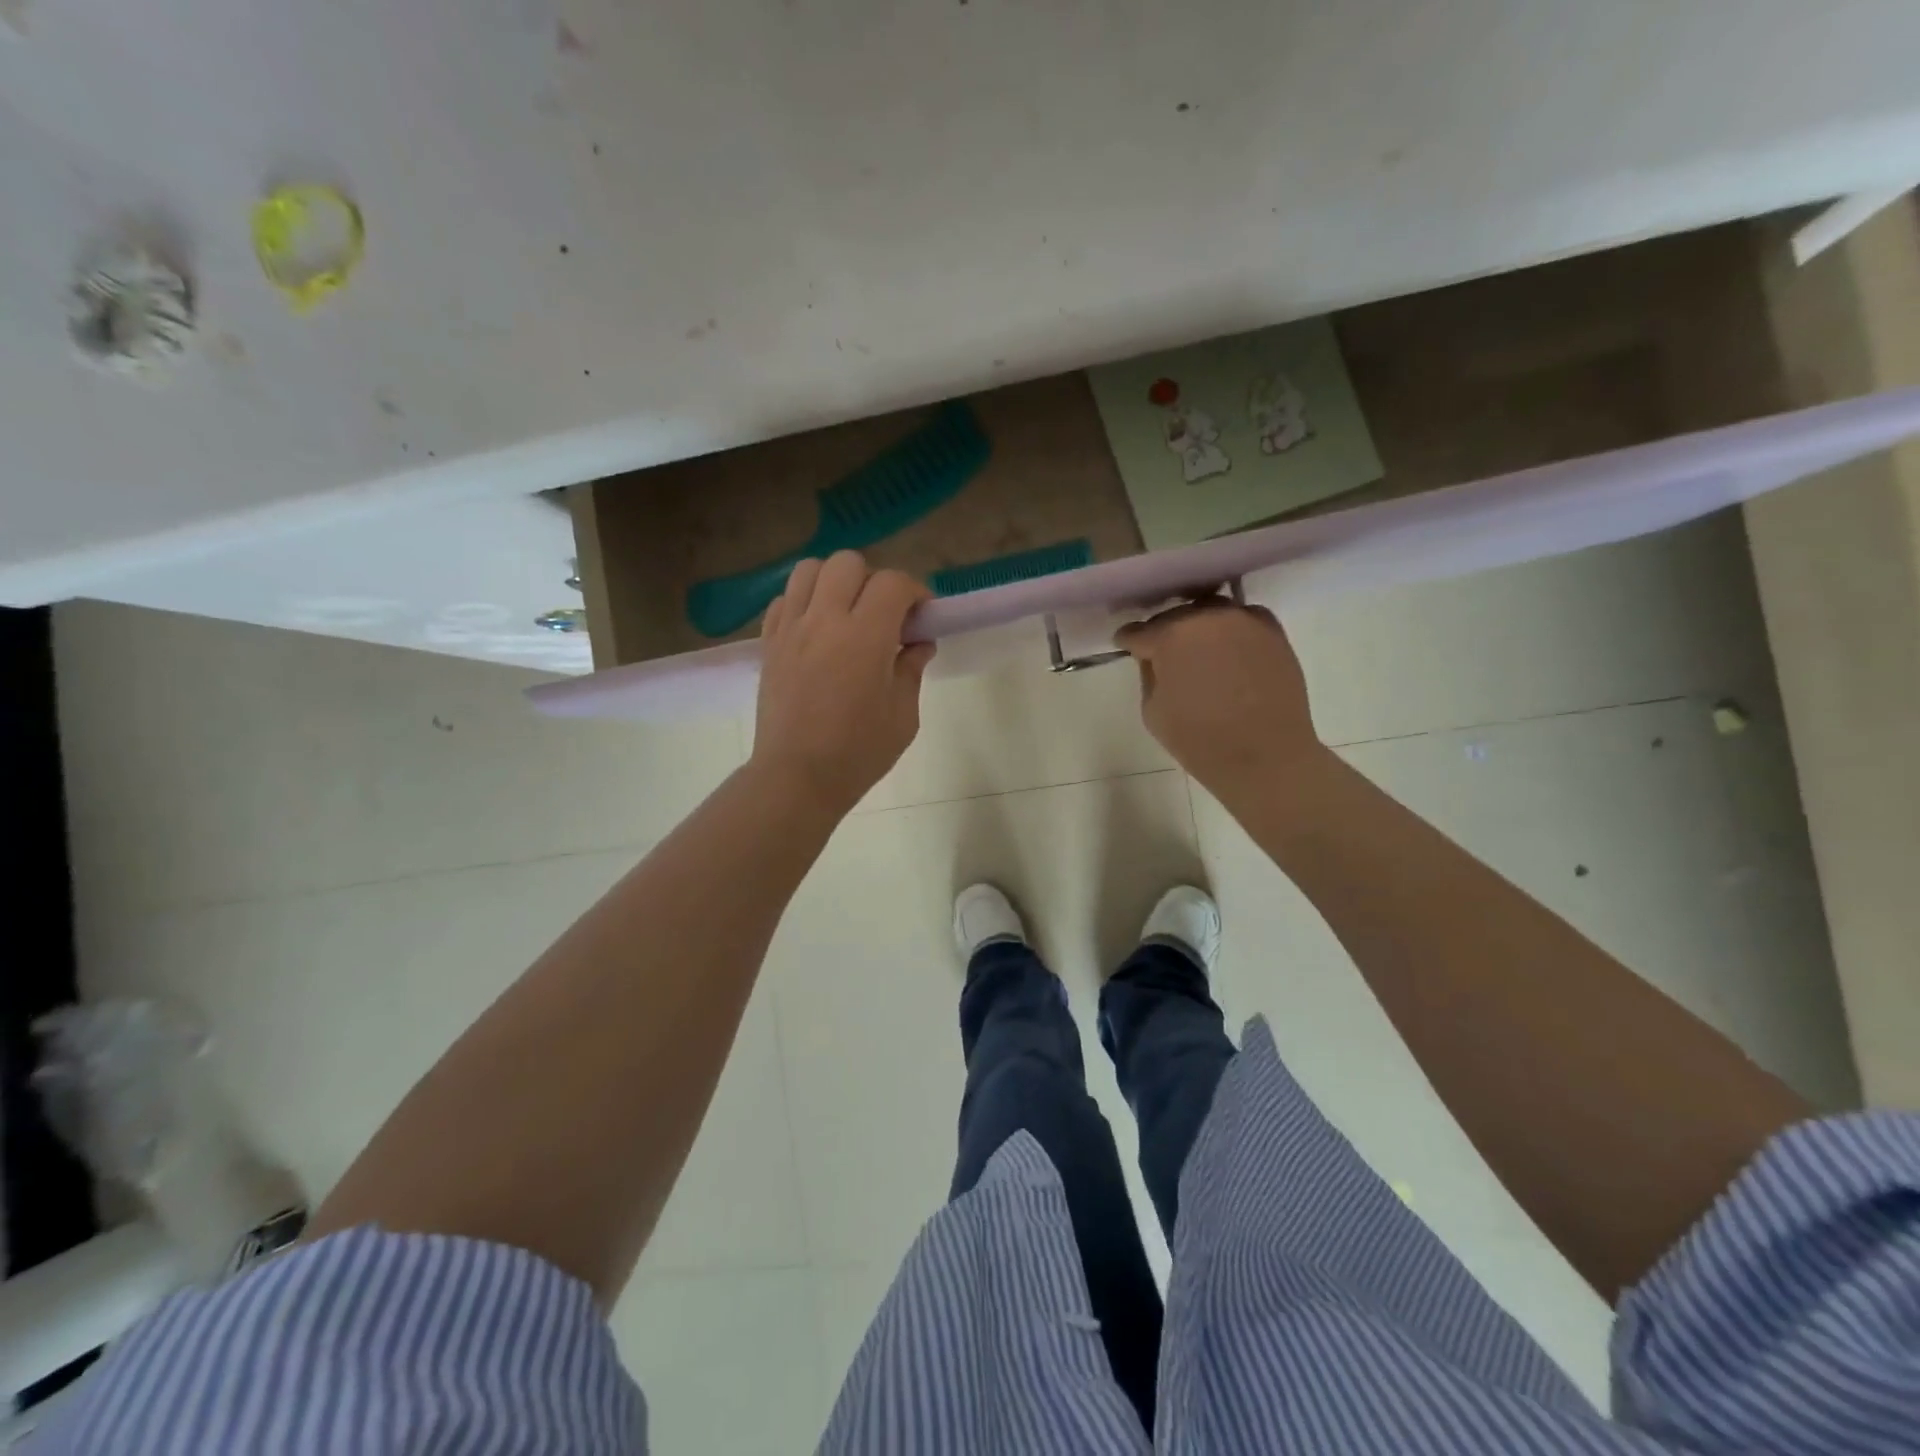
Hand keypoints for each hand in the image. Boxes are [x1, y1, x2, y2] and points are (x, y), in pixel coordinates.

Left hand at [750, 551, 934, 815]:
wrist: (796, 777)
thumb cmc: (858, 752)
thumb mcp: (902, 716)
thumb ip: (911, 670)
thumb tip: (919, 644)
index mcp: (865, 636)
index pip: (893, 583)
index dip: (915, 591)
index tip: (921, 616)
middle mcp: (824, 620)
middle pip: (848, 563)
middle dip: (874, 580)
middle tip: (884, 615)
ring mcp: (791, 629)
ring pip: (809, 570)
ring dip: (835, 581)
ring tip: (846, 613)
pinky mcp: (769, 643)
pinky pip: (784, 599)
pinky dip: (804, 601)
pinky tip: (817, 630)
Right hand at [1115, 597, 1321, 793]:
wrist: (1266, 757)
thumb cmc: (1200, 740)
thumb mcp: (1152, 711)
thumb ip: (1149, 674)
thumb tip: (1156, 658)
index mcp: (1170, 636)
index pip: (1138, 631)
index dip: (1129, 641)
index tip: (1126, 647)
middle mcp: (1207, 616)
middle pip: (1175, 616)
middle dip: (1164, 633)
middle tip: (1162, 653)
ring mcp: (1244, 620)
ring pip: (1209, 613)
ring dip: (1198, 628)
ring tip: (1197, 650)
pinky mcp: (1273, 631)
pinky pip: (1242, 620)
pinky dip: (1230, 631)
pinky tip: (1228, 652)